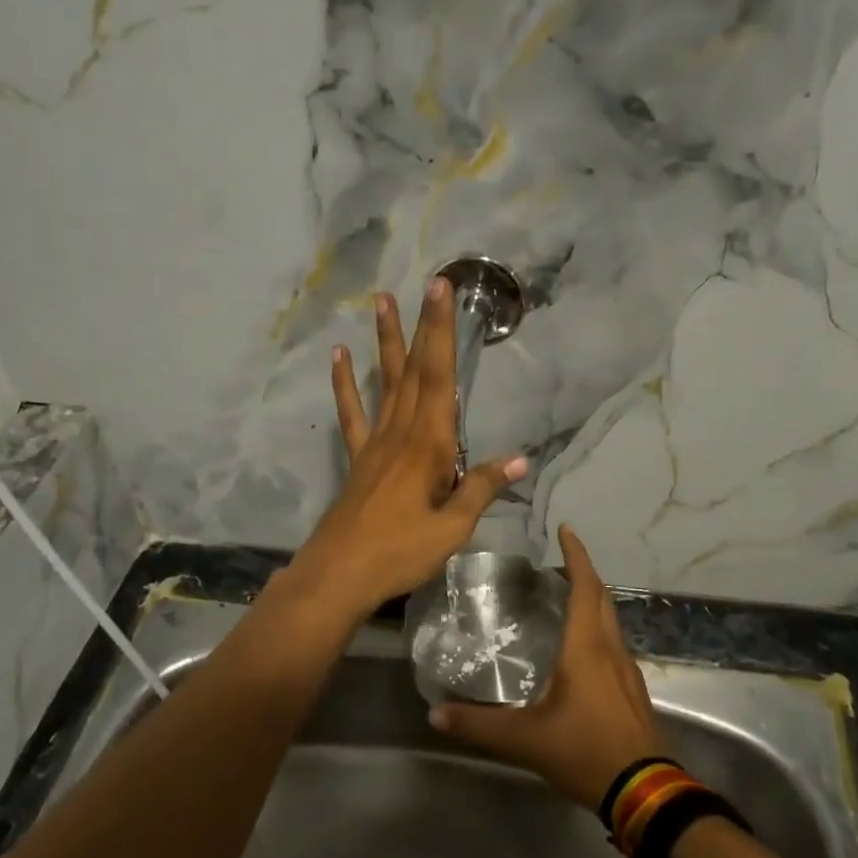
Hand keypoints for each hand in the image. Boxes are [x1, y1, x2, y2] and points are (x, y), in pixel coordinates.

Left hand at [285, 279, 527, 620]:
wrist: (340, 574)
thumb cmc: (400, 552)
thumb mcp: (452, 527)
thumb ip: (480, 488)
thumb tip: (519, 459)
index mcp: (428, 444)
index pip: (440, 377)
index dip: (443, 332)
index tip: (443, 291)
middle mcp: (401, 433)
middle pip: (415, 370)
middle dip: (424, 325)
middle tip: (428, 283)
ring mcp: (375, 443)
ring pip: (384, 382)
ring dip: (385, 342)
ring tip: (381, 301)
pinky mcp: (358, 459)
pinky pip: (352, 414)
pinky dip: (345, 384)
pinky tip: (338, 358)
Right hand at [429, 525, 664, 810]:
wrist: (644, 791)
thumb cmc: (585, 751)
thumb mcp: (525, 739)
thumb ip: (478, 725)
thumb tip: (434, 713)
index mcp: (587, 648)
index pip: (585, 587)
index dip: (577, 556)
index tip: (566, 530)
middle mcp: (610, 650)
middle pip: (601, 598)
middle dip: (582, 574)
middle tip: (554, 566)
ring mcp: (626, 671)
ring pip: (610, 621)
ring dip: (590, 601)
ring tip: (561, 600)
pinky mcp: (632, 691)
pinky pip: (613, 644)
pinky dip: (596, 629)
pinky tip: (578, 649)